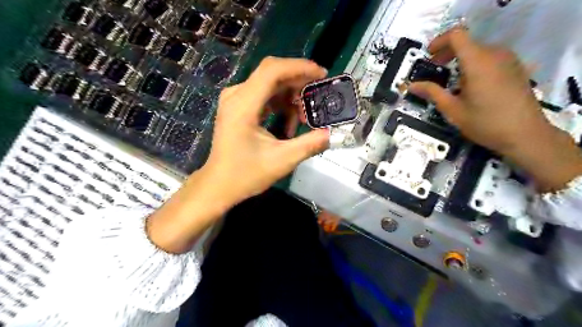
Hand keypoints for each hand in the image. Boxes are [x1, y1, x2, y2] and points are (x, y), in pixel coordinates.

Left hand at [148, 58, 328, 253]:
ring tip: (301, 121)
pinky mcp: (237, 107)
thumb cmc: (246, 174)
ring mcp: (235, 100)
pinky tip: (287, 126)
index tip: (322, 75)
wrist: (219, 185)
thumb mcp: (282, 161)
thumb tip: (331, 133)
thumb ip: (309, 144)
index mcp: (243, 105)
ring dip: (290, 99)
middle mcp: (236, 95)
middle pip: (272, 74)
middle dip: (298, 85)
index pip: (272, 70)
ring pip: (269, 85)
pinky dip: (280, 105)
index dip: (300, 67)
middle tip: (316, 102)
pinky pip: (263, 96)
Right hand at [408, 28, 581, 191]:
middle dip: (447, 53)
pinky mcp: (515, 68)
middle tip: (435, 69)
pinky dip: (475, 64)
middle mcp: (495, 54)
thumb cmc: (485, 123)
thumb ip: (432, 93)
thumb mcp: (453, 110)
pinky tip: (471, 85)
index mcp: (477, 62)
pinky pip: (490, 58)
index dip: (439, 42)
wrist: (525, 135)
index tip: (428, 56)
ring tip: (452, 81)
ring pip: (478, 50)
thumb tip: (411, 86)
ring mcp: (508, 60)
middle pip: (467, 42)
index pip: (456, 35)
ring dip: (461, 60)